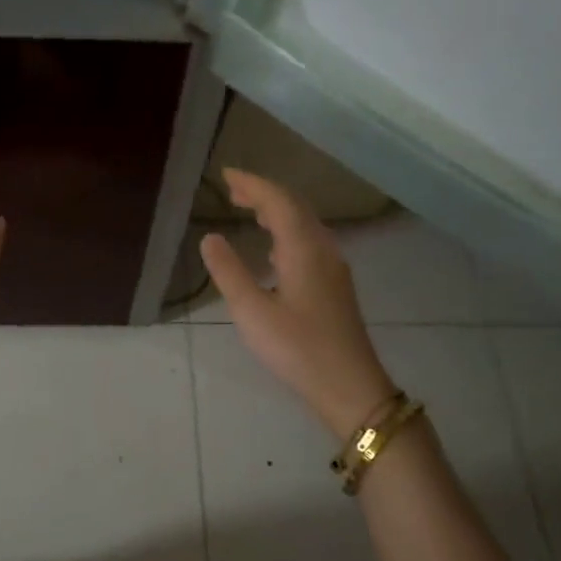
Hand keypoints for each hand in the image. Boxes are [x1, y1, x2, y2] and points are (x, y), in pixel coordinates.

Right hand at [200, 169, 395, 438]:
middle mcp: (323, 249)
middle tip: (233, 190)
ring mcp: (333, 268)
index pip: (278, 201)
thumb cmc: (297, 348)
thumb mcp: (252, 312)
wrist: (350, 385)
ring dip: (277, 212)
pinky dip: (287, 233)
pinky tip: (274, 251)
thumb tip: (210, 237)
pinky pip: (310, 243)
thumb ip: (229, 272)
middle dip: (264, 194)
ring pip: (305, 225)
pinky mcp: (335, 286)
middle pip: (295, 207)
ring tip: (249, 211)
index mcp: (303, 248)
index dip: (252, 184)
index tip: (226, 175)